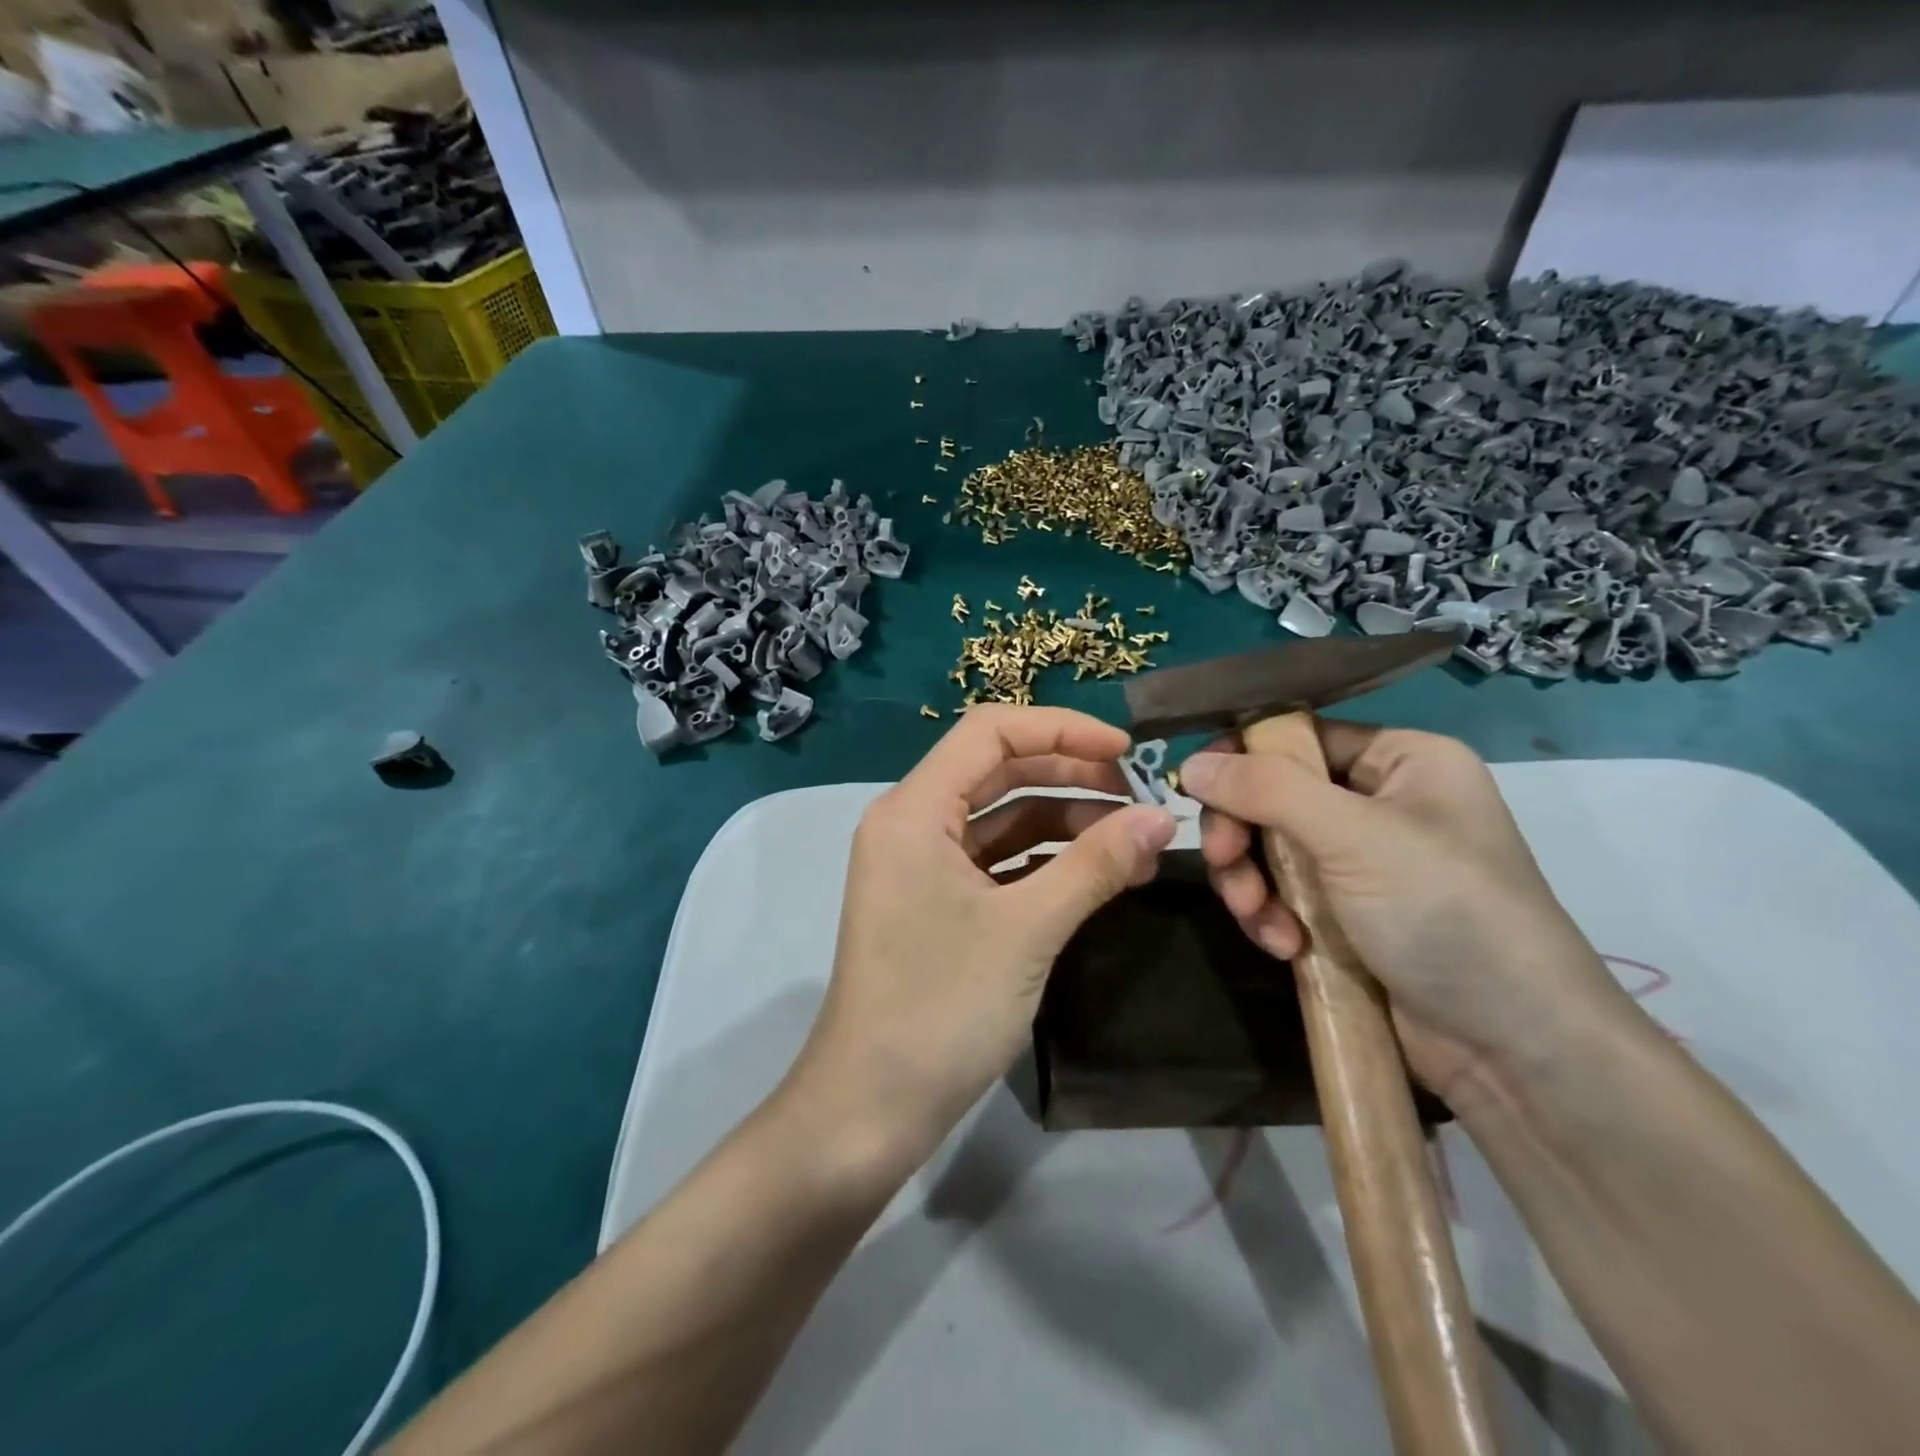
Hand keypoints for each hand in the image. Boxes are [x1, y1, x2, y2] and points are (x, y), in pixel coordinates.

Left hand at [789, 706, 1177, 1167]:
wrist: (870, 1108)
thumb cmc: (941, 1008)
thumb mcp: (1028, 929)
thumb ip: (1096, 865)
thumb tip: (1162, 817)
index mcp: (914, 809)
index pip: (990, 732)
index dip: (1062, 729)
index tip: (1127, 751)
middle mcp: (911, 823)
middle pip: (997, 771)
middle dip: (1070, 774)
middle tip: (1140, 797)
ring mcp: (921, 865)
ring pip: (1000, 818)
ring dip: (1064, 820)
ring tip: (1134, 839)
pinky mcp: (935, 902)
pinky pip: (995, 860)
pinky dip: (1044, 860)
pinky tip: (1097, 874)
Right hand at [1179, 723, 1630, 1100]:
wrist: (1513, 1050)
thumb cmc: (1444, 913)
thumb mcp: (1352, 837)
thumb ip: (1266, 790)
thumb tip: (1190, 763)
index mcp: (1402, 760)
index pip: (1299, 736)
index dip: (1243, 757)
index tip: (1196, 788)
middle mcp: (1381, 802)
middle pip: (1273, 794)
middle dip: (1242, 833)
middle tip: (1226, 862)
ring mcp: (1361, 862)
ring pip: (1268, 848)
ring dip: (1250, 882)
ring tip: (1259, 919)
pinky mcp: (1346, 914)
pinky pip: (1282, 894)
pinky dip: (1272, 916)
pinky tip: (1285, 946)